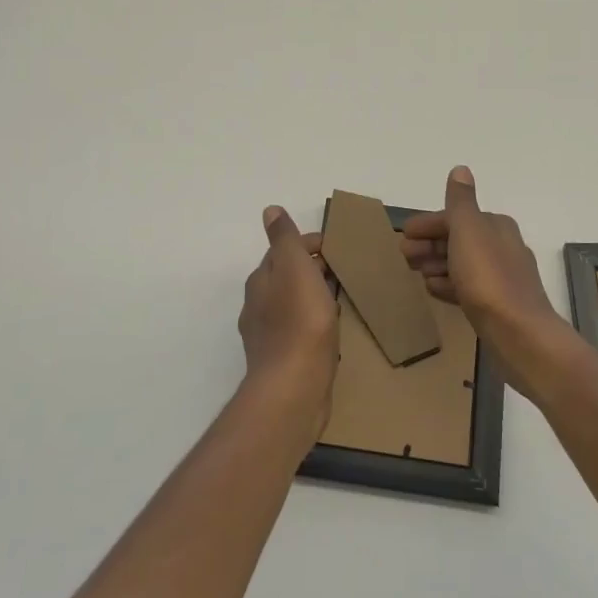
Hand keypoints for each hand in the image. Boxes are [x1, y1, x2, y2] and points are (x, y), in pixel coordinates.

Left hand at [238, 207, 338, 432]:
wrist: (294, 386)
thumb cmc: (299, 321)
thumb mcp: (294, 267)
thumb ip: (284, 239)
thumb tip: (270, 210)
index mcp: (260, 280)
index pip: (282, 251)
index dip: (308, 244)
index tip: (334, 247)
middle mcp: (257, 306)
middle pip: (284, 278)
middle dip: (309, 270)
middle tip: (341, 270)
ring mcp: (267, 336)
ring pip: (290, 305)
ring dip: (310, 297)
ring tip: (337, 299)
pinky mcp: (281, 362)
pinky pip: (298, 332)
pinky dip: (312, 323)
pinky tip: (328, 332)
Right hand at [400, 167, 579, 402]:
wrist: (519, 334)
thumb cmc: (488, 278)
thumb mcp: (468, 230)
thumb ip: (460, 201)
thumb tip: (461, 169)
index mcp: (496, 226)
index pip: (456, 217)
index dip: (428, 224)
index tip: (403, 234)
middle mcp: (502, 247)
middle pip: (458, 240)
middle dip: (429, 244)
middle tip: (404, 255)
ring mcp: (501, 278)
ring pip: (461, 264)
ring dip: (436, 264)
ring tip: (414, 272)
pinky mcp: (497, 305)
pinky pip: (467, 287)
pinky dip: (448, 284)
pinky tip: (434, 290)